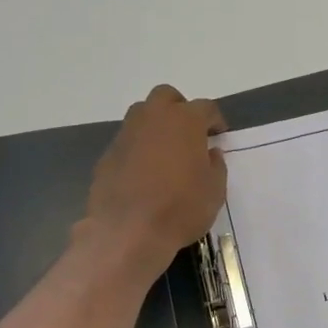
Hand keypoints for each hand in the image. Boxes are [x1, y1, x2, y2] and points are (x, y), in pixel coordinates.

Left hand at [82, 85, 227, 276]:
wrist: (128, 230)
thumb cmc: (181, 208)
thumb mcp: (215, 190)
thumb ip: (215, 165)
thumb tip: (210, 153)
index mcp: (185, 121)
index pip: (206, 108)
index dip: (215, 121)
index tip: (219, 136)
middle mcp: (153, 118)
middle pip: (167, 97)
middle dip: (180, 109)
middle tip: (189, 134)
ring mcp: (126, 134)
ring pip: (142, 115)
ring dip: (157, 126)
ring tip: (166, 153)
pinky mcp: (108, 153)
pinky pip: (128, 141)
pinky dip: (139, 148)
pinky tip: (145, 173)